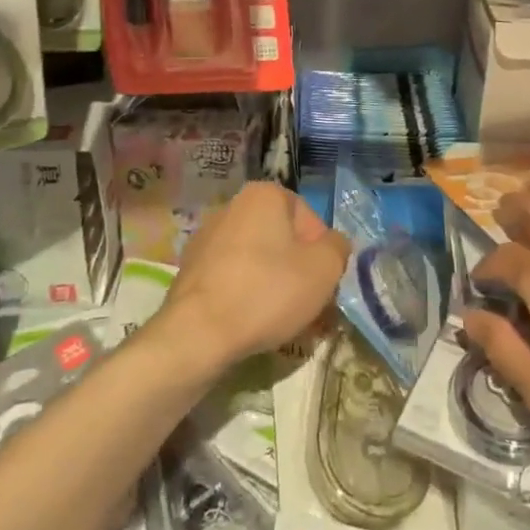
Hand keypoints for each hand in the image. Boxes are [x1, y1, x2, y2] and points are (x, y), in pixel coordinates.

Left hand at [161, 182, 348, 369]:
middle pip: (282, 239)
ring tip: (281, 321)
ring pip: (258, 260)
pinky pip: (233, 278)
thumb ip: (338, 248)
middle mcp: (233, 206)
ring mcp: (207, 237)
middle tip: (308, 306)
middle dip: (298, 270)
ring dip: (274, 285)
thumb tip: (334, 244)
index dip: (322, 253)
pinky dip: (246, 295)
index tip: (322, 284)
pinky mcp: (190, 269)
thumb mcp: (324, 268)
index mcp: (264, 194)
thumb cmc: (268, 291)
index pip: (309, 219)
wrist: (198, 334)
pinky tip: (252, 324)